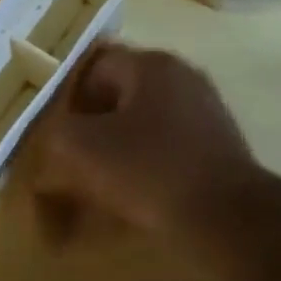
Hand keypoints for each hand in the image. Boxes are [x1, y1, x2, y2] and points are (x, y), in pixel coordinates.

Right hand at [26, 44, 260, 237]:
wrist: (226, 216)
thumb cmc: (150, 170)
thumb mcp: (82, 148)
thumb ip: (56, 133)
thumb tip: (54, 137)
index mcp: (151, 64)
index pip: (94, 65)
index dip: (69, 97)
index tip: (56, 132)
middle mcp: (182, 75)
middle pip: (120, 93)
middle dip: (93, 124)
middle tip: (74, 157)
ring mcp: (205, 108)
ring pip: (144, 120)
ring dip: (119, 145)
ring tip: (102, 180)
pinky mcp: (218, 143)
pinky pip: (169, 144)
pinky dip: (148, 162)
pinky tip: (138, 191)